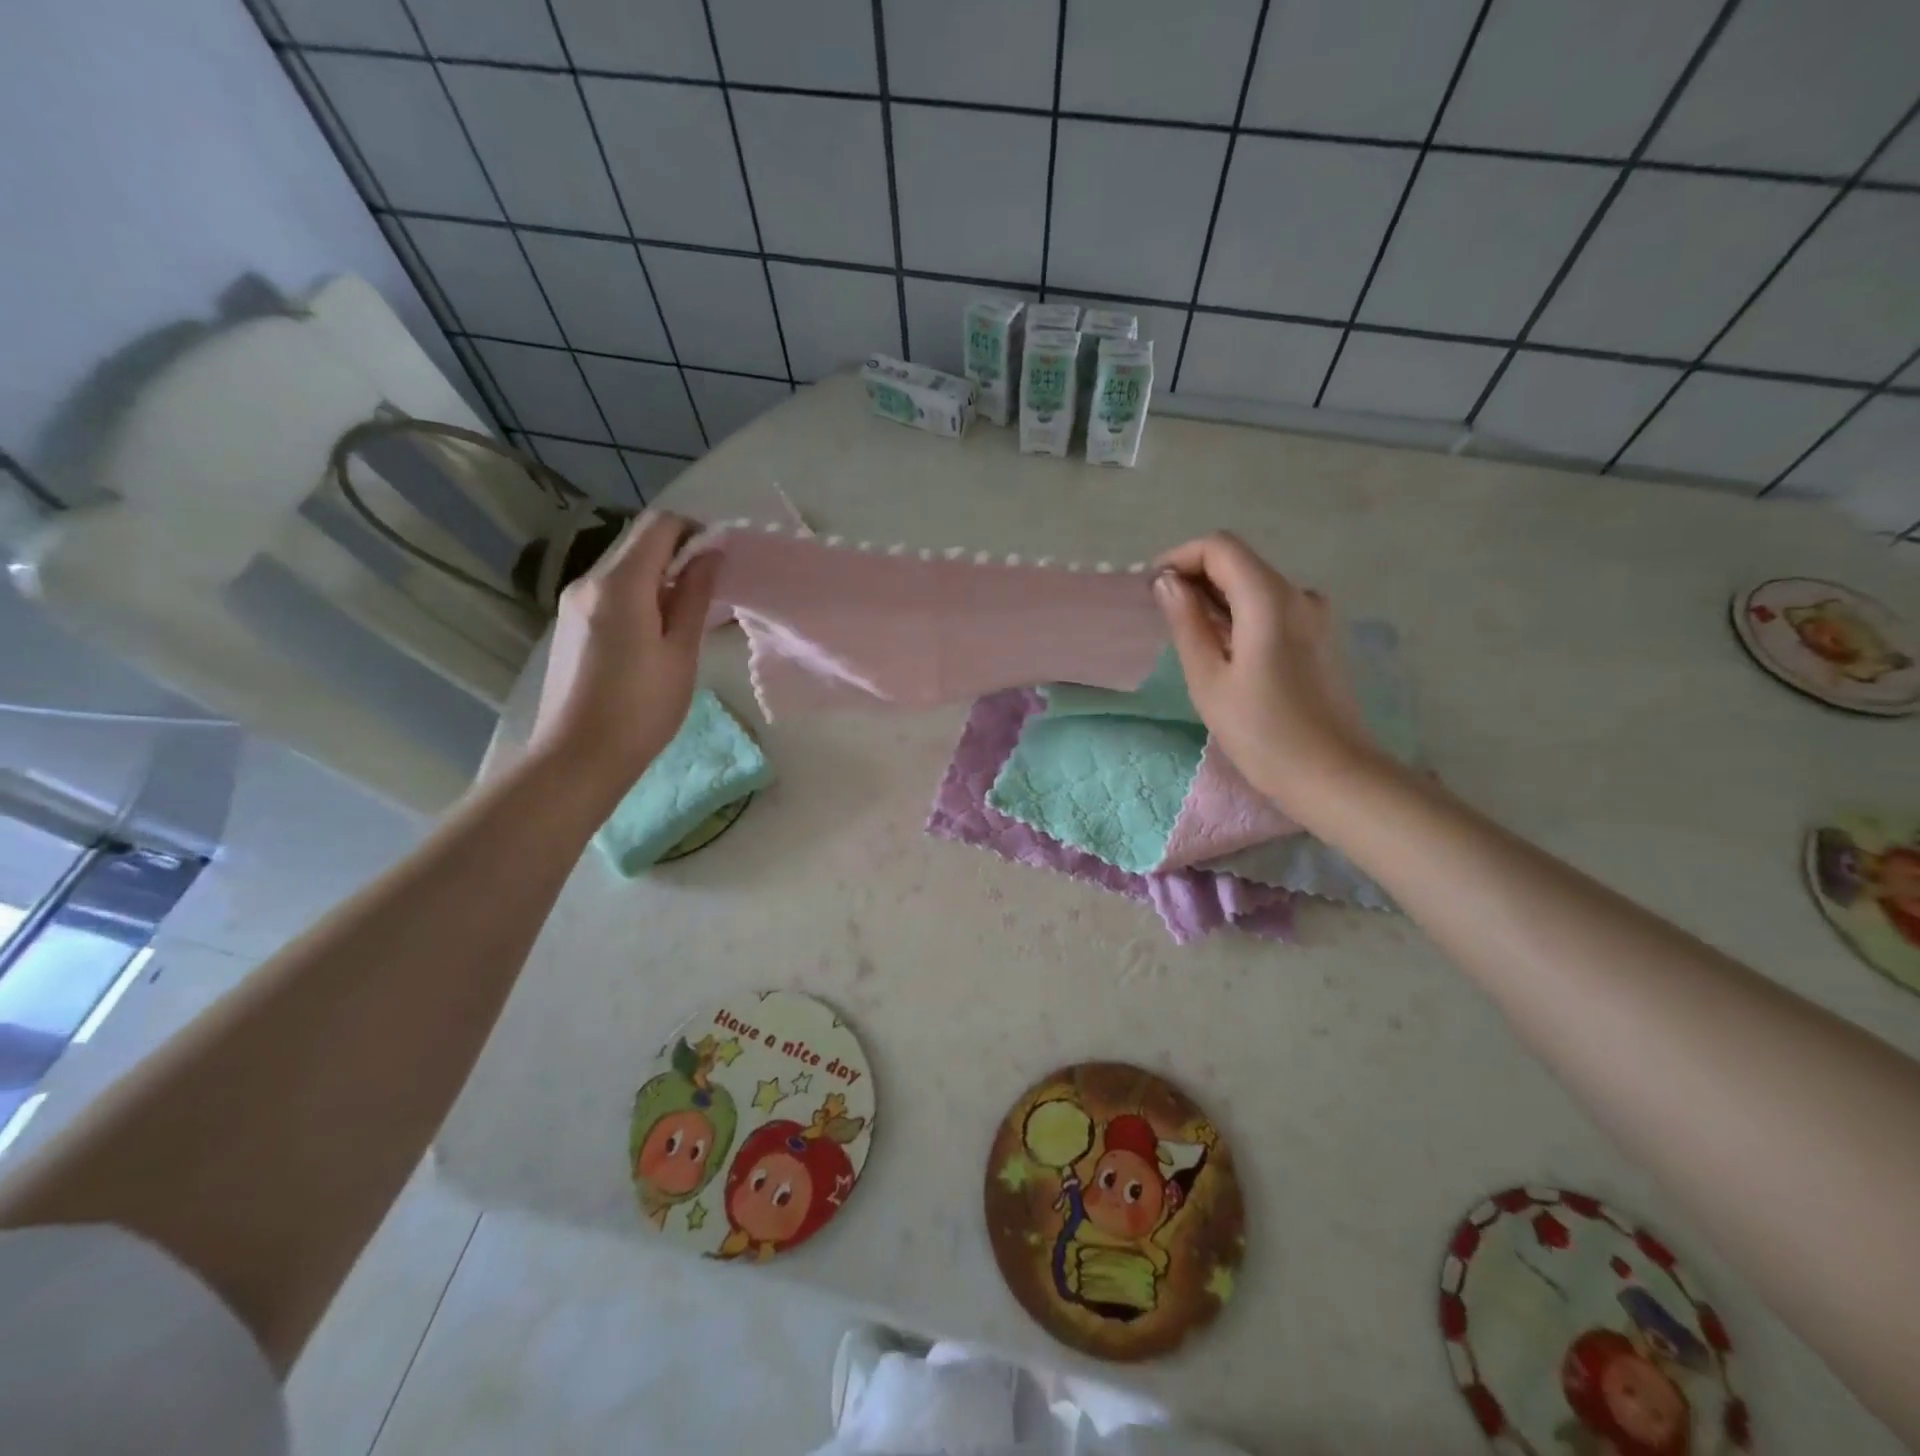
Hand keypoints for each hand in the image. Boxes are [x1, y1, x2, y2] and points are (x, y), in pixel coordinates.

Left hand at [527, 511, 718, 801]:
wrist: (577, 757)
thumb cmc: (641, 709)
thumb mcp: (681, 653)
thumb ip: (694, 597)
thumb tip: (710, 556)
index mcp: (620, 584)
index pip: (659, 526)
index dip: (694, 531)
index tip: (720, 559)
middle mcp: (589, 581)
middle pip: (637, 542)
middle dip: (677, 552)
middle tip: (709, 589)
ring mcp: (573, 602)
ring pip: (623, 567)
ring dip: (658, 575)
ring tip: (686, 615)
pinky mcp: (568, 623)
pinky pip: (609, 590)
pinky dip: (638, 594)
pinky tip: (655, 632)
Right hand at [1152, 532, 1379, 813]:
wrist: (1332, 774)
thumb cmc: (1261, 731)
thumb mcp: (1209, 679)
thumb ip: (1186, 622)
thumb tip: (1166, 582)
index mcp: (1270, 598)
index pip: (1220, 547)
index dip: (1180, 557)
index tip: (1152, 588)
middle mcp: (1299, 594)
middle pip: (1240, 563)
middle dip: (1196, 578)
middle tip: (1163, 617)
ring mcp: (1316, 615)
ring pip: (1256, 587)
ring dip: (1218, 599)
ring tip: (1190, 639)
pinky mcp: (1321, 637)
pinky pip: (1273, 609)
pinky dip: (1242, 616)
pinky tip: (1226, 652)